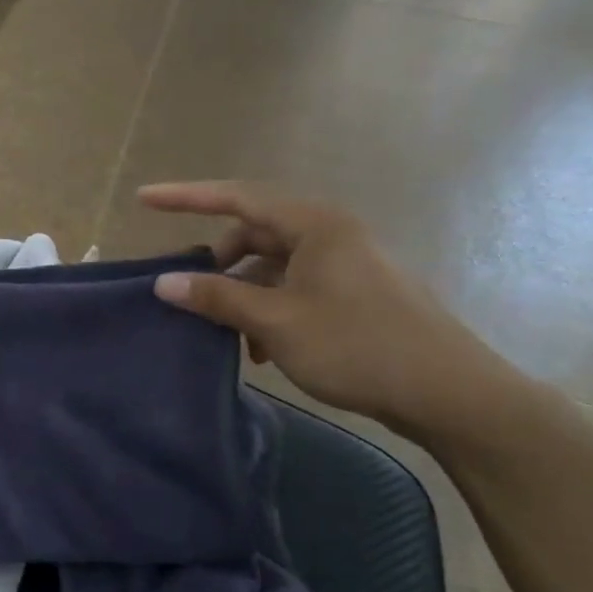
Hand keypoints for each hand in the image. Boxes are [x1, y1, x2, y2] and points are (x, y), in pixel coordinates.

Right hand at [141, 182, 522, 441]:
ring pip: (271, 267)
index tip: (143, 198)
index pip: (236, 198)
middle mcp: (328, 234)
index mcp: (313, 225)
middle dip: (216, 263)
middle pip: (253, 234)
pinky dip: (267, 310)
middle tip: (187, 293)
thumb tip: (164, 282)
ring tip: (226, 335)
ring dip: (241, 295)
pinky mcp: (352, 294)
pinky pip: (292, 289)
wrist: (449, 394)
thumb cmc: (358, 346)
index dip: (186, 197)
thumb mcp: (276, 322)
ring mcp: (343, 264)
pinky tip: (259, 349)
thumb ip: (217, 298)